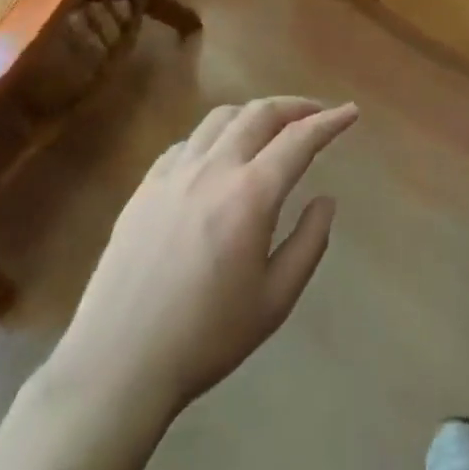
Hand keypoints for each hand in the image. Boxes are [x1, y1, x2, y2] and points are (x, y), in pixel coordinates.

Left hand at [51, 97, 358, 418]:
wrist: (117, 363)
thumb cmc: (206, 337)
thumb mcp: (275, 300)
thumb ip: (309, 242)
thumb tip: (326, 200)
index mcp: (250, 195)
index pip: (299, 139)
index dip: (330, 121)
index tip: (350, 112)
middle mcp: (213, 170)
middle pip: (259, 114)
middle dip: (295, 106)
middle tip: (316, 114)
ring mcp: (173, 174)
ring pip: (221, 118)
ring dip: (254, 114)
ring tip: (270, 129)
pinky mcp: (145, 187)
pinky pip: (188, 142)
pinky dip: (216, 136)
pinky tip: (219, 157)